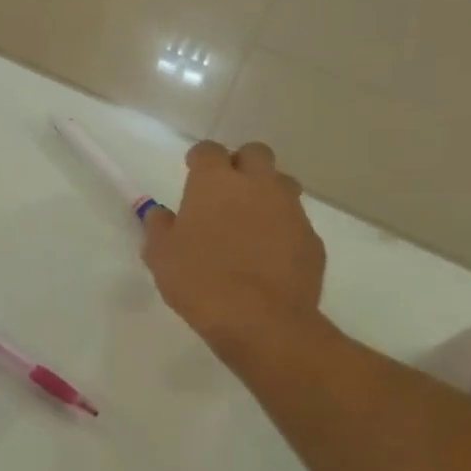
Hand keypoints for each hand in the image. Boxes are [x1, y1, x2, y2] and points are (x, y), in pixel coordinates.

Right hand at [142, 141, 325, 347]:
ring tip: (249, 222)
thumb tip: (159, 213)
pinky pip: (295, 222)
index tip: (192, 172)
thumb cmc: (199, 280)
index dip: (200, 159)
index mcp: (215, 182)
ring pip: (281, 184)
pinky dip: (281, 229)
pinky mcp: (312, 239)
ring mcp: (290, 210)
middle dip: (241, 165)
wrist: (260, 320)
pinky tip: (268, 255)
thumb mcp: (160, 255)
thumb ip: (158, 227)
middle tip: (225, 191)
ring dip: (266, 193)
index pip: (209, 150)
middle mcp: (256, 185)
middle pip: (255, 154)